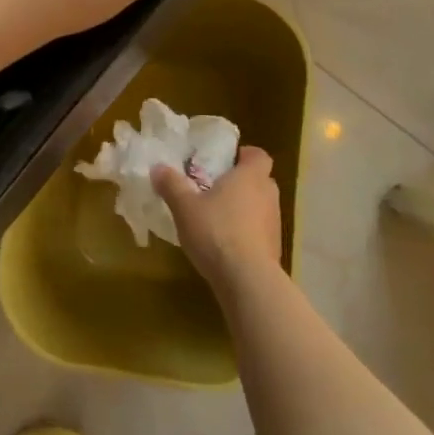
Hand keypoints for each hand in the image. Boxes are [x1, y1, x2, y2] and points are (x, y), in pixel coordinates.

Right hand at [151, 146, 284, 291]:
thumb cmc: (216, 232)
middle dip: (241, 183)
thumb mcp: (184, 207)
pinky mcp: (274, 248)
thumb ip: (171, 185)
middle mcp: (268, 194)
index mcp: (250, 176)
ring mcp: (275, 223)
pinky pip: (260, 231)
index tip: (226, 161)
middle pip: (260, 180)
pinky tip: (226, 246)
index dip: (245, 155)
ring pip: (260, 206)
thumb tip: (158, 168)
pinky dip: (247, 233)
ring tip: (217, 219)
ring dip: (244, 209)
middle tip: (215, 189)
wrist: (247, 279)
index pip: (258, 155)